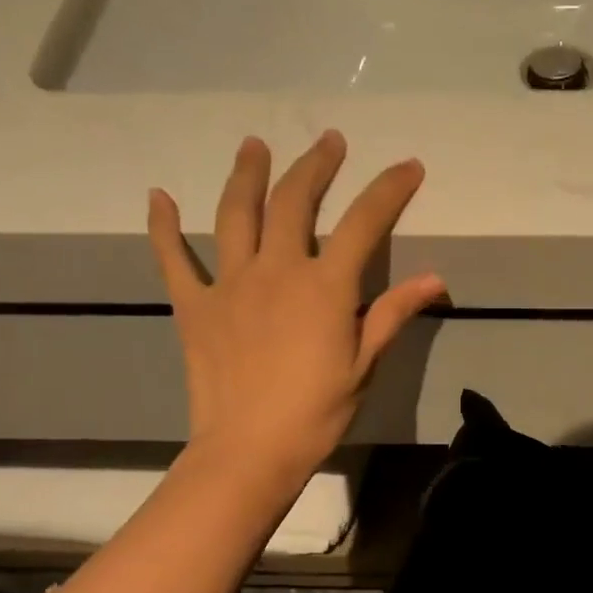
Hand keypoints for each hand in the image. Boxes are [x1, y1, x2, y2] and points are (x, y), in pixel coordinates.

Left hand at [148, 130, 444, 484]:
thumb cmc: (316, 413)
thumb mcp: (364, 365)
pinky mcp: (194, 306)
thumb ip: (392, 314)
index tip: (409, 166)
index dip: (388, 190)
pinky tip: (158, 196)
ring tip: (254, 145)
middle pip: (295, 202)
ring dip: (247, 174)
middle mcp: (276, 270)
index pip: (363, 223)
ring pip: (235, 214)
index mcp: (324, 286)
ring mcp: (229, 284)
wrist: (249, 450)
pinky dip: (164, 226)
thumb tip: (434, 278)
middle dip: (316, 166)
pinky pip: (173, 258)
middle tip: (329, 142)